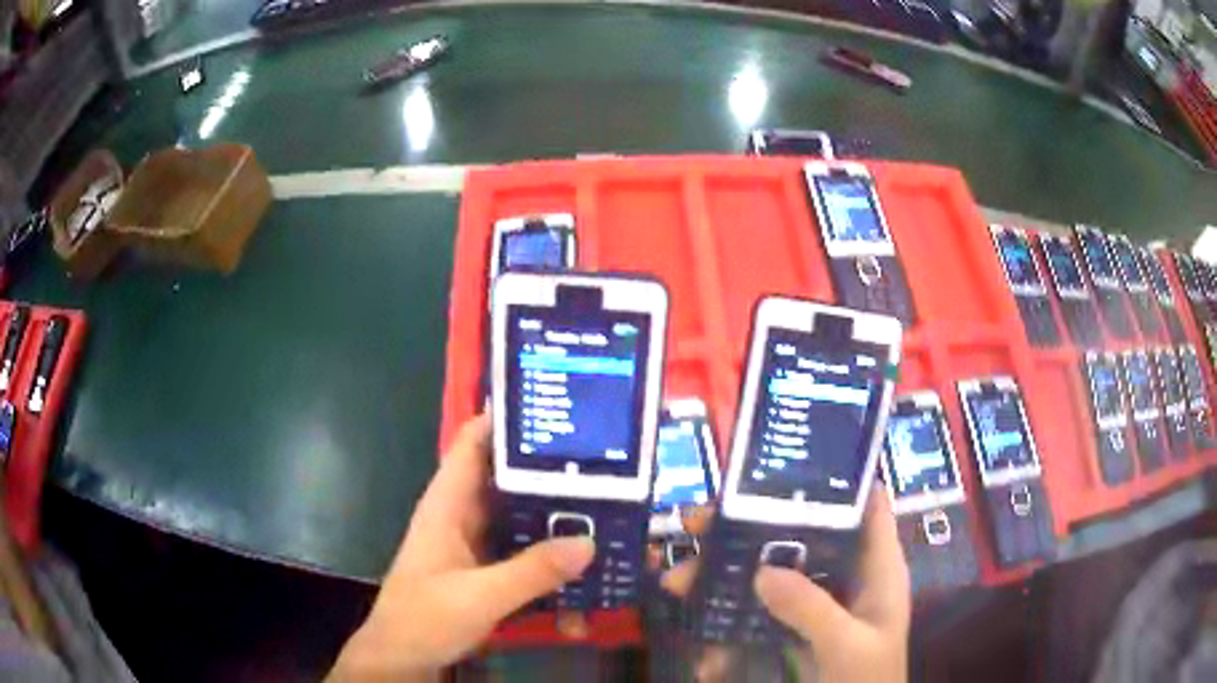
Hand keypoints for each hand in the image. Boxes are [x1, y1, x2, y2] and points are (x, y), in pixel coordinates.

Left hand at [328, 414, 595, 681]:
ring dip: (550, 511)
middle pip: (504, 478)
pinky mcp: (484, 570)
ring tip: (603, 500)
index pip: (472, 444)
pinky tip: (580, 555)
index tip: (553, 407)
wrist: (402, 658)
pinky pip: (520, 548)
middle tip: (599, 458)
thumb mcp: (479, 596)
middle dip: (544, 468)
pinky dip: (546, 548)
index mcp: (447, 505)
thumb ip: (532, 571)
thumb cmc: (424, 618)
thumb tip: (589, 542)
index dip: (504, 420)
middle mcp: (461, 516)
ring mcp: (473, 545)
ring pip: (516, 515)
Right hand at [663, 488, 909, 681]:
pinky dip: (731, 619)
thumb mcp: (847, 645)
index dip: (834, 479)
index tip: (781, 466)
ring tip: (678, 580)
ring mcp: (820, 604)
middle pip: (803, 536)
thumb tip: (762, 571)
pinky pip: (762, 612)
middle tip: (698, 522)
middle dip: (752, 527)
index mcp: (877, 569)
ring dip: (727, 574)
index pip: (866, 506)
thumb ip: (812, 609)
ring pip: (774, 573)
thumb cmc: (868, 680)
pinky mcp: (797, 628)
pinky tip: (702, 634)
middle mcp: (848, 577)